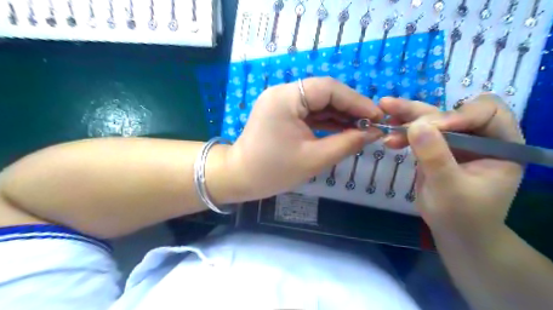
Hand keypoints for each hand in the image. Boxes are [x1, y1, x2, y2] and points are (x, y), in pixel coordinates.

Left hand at [227, 78, 383, 200]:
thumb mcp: (314, 158)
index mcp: (286, 98)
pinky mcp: (282, 112)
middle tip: (372, 124)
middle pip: (324, 93)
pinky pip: (308, 112)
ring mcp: (281, 102)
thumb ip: (347, 143)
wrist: (240, 178)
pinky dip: (326, 121)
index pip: (329, 89)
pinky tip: (343, 129)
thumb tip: (374, 133)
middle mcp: (282, 93)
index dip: (356, 101)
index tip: (378, 116)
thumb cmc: (273, 171)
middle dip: (349, 108)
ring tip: (362, 128)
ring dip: (339, 115)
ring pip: (317, 102)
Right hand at [378, 94, 523, 243]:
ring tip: (383, 112)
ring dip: (406, 117)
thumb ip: (435, 156)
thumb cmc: (462, 215)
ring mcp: (456, 142)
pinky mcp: (437, 148)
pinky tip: (389, 138)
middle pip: (451, 112)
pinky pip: (419, 133)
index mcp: (501, 144)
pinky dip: (402, 133)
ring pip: (431, 120)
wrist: (454, 233)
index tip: (427, 129)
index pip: (485, 112)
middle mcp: (480, 137)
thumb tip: (416, 125)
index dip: (456, 115)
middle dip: (421, 111)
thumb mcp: (449, 188)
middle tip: (389, 106)